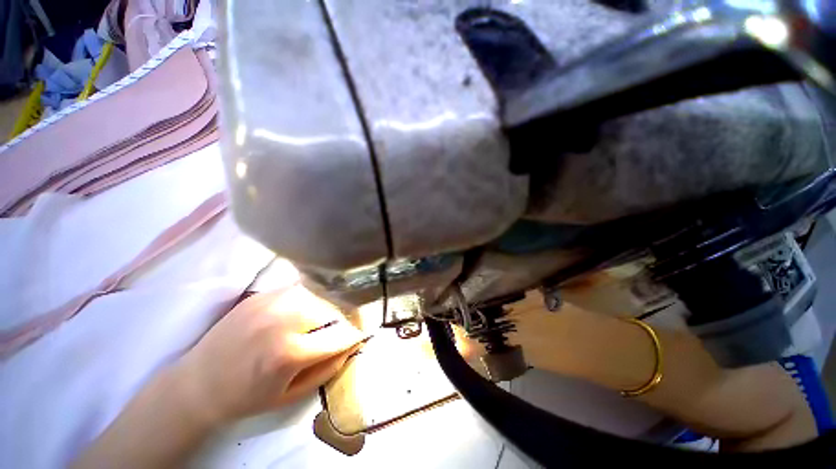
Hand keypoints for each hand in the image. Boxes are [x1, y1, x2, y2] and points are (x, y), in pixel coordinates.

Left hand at [173, 286, 366, 425]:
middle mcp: (283, 320)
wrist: (198, 384)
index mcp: (289, 353)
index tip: (363, 333)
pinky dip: (311, 297)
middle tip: (345, 325)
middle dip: (345, 317)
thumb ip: (328, 368)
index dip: (357, 333)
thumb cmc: (247, 397)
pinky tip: (307, 308)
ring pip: (319, 293)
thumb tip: (353, 344)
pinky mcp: (262, 293)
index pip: (341, 334)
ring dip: (329, 305)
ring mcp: (271, 301)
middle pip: (333, 307)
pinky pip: (301, 289)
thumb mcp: (292, 395)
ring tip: (327, 317)